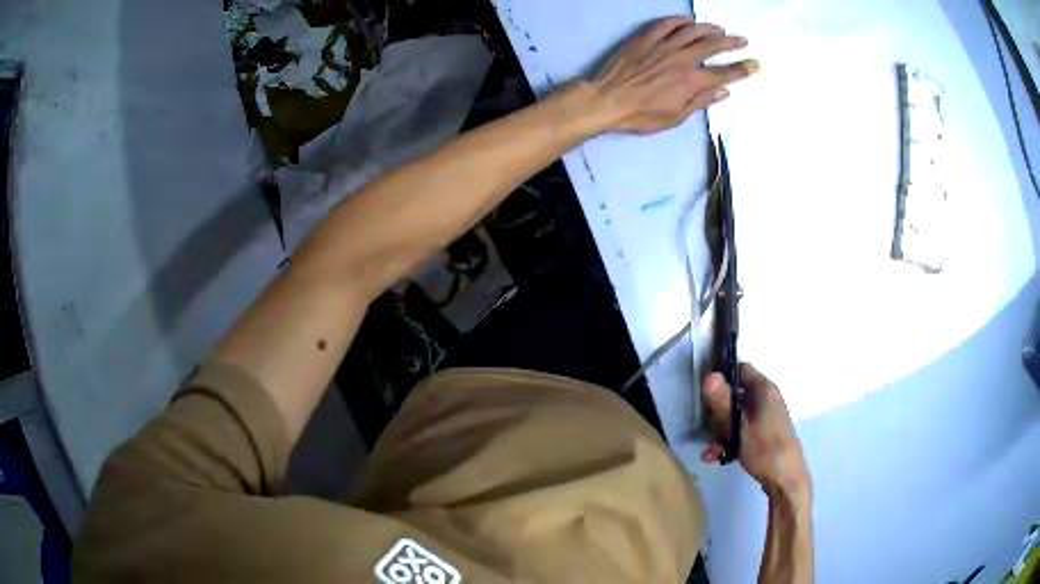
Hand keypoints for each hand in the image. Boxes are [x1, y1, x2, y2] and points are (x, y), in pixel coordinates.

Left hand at [590, 17, 758, 133]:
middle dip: (731, 43)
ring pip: (691, 31)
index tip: (755, 65)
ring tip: (719, 29)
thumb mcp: (676, 116)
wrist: (607, 99)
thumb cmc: (642, 114)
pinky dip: (679, 21)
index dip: (741, 69)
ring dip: (708, 28)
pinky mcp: (645, 38)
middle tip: (743, 40)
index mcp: (691, 81)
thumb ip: (701, 101)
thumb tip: (724, 91)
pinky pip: (665, 24)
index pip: (723, 73)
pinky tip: (687, 21)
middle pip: (712, 46)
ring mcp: (663, 45)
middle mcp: (681, 59)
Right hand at [701, 363, 810, 497]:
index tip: (705, 391)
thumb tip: (709, 375)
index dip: (722, 376)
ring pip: (737, 417)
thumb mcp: (738, 426)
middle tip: (706, 428)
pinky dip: (730, 441)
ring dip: (721, 433)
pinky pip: (743, 430)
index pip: (741, 369)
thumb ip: (723, 402)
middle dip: (717, 414)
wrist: (785, 478)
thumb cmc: (764, 448)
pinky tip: (718, 457)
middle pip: (735, 395)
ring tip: (710, 452)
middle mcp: (766, 399)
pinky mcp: (765, 433)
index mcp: (764, 390)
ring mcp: (766, 417)